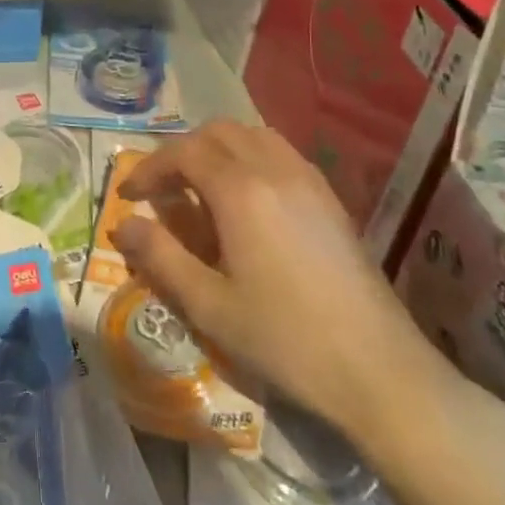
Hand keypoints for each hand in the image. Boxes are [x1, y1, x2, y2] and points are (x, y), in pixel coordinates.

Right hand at [112, 120, 474, 450]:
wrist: (381, 373)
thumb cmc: (286, 340)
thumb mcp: (209, 306)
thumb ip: (160, 257)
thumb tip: (123, 225)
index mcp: (241, 191)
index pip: (184, 152)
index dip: (150, 168)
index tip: (129, 196)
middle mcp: (275, 170)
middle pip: (218, 132)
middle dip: (182, 151)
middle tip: (163, 189)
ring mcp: (309, 181)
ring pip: (253, 136)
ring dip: (218, 149)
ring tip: (201, 188)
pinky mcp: (331, 200)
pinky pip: (281, 154)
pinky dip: (250, 158)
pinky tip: (247, 201)